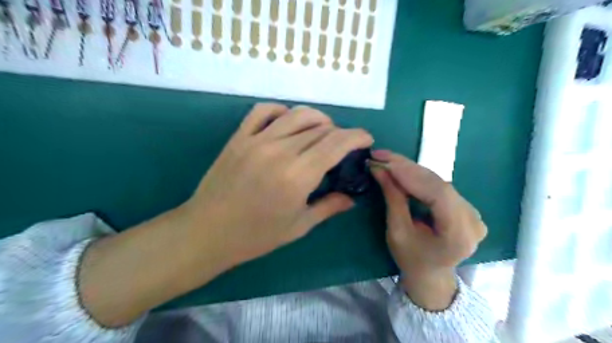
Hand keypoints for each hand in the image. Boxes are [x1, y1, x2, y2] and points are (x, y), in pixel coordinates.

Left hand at [77, 101, 372, 326]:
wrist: (207, 232)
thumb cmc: (256, 236)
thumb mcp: (299, 226)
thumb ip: (329, 207)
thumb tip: (351, 198)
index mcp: (297, 176)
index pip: (336, 143)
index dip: (356, 136)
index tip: (366, 139)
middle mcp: (280, 151)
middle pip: (320, 128)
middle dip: (339, 133)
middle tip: (342, 146)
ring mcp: (257, 140)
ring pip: (297, 115)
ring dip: (317, 119)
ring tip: (322, 132)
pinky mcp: (239, 137)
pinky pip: (264, 111)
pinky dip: (282, 111)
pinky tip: (288, 123)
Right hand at [367, 150, 488, 310]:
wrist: (431, 274)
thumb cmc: (411, 259)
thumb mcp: (397, 232)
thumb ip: (393, 198)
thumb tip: (379, 169)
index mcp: (459, 235)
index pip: (437, 194)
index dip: (410, 174)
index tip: (384, 161)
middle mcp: (473, 220)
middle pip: (438, 184)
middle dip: (406, 168)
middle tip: (381, 155)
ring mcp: (473, 212)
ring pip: (438, 182)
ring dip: (411, 170)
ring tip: (387, 160)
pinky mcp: (466, 207)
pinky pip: (439, 186)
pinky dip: (418, 177)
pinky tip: (402, 170)